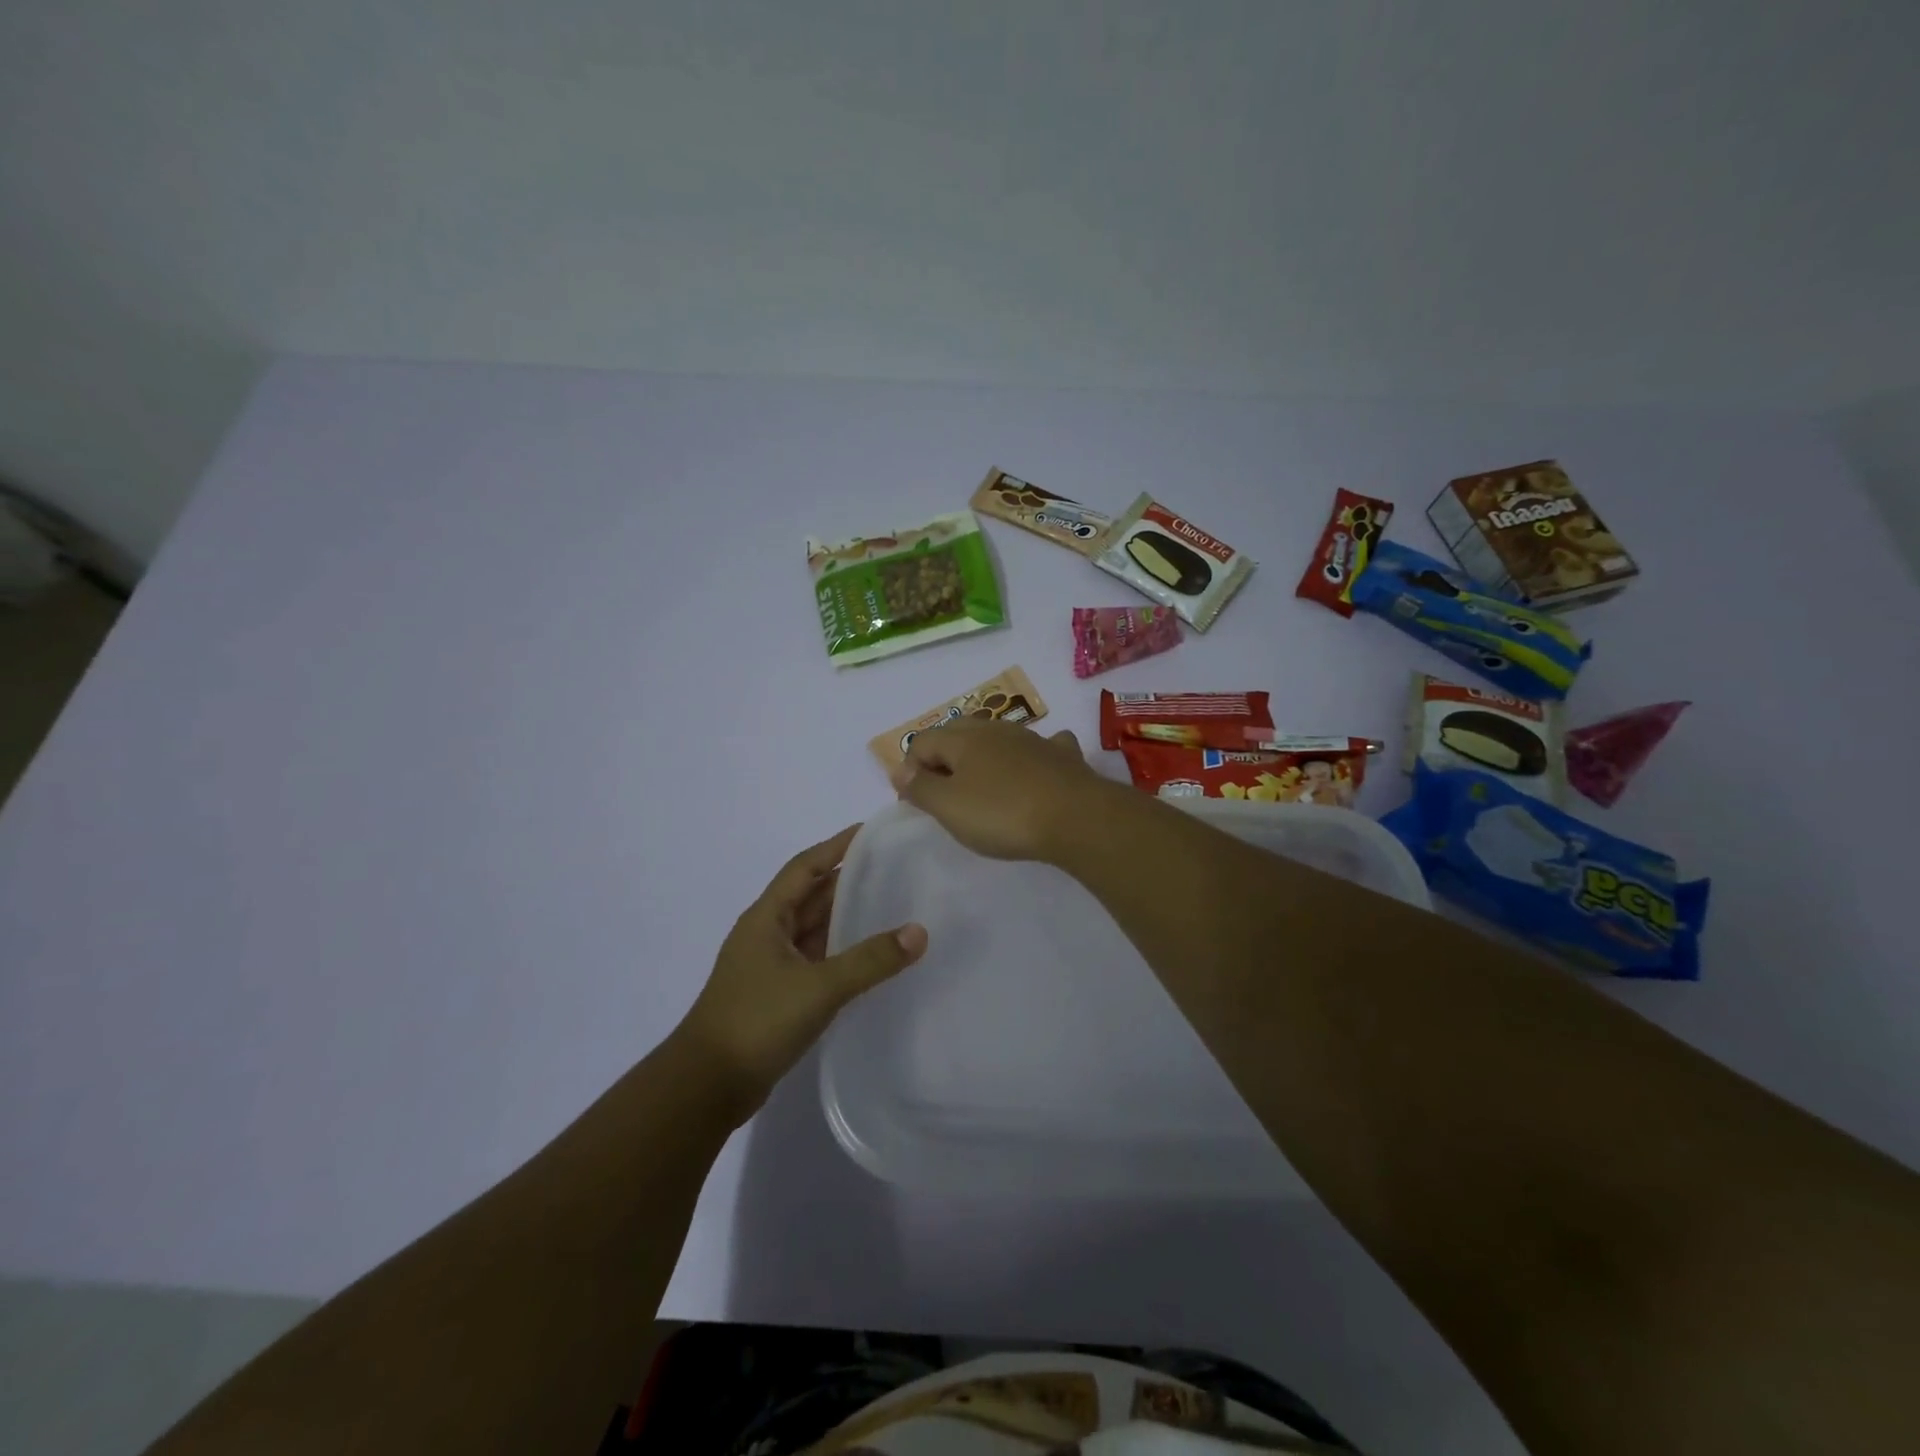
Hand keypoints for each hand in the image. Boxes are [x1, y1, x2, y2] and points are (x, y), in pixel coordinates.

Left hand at [678, 824, 926, 1116]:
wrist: (706, 1086)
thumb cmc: (756, 1021)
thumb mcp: (818, 986)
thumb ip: (870, 960)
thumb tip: (919, 932)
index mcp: (766, 918)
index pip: (805, 867)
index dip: (836, 846)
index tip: (870, 831)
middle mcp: (767, 934)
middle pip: (811, 896)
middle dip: (847, 880)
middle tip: (893, 868)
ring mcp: (770, 966)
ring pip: (814, 930)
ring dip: (845, 918)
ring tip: (890, 905)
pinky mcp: (777, 995)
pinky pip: (816, 960)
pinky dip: (841, 953)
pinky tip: (869, 958)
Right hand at [889, 718, 1113, 862]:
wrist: (1076, 817)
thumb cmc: (1003, 814)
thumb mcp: (950, 807)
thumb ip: (921, 787)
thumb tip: (900, 770)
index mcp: (963, 739)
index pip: (922, 741)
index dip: (911, 769)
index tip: (915, 802)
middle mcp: (995, 730)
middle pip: (958, 732)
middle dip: (944, 756)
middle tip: (943, 792)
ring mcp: (1032, 739)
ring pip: (997, 737)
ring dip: (984, 755)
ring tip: (982, 786)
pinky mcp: (1063, 756)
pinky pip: (1041, 747)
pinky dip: (1031, 756)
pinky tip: (1035, 769)